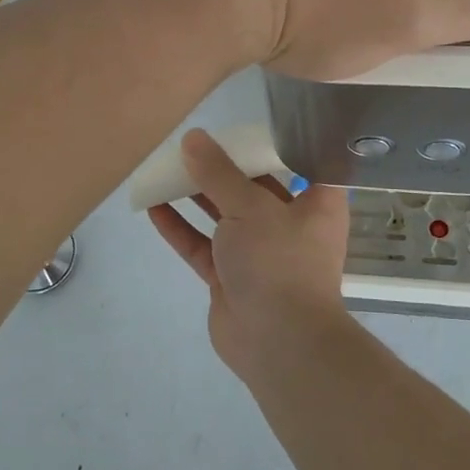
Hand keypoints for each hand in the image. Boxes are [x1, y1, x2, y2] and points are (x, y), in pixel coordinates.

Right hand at [148, 130, 350, 371]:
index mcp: (316, 204)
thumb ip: (218, 173)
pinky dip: (181, 228)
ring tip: (167, 168)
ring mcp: (259, 254)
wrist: (278, 342)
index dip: (278, 145)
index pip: (302, 165)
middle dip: (225, 169)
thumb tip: (192, 138)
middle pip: (256, 188)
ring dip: (197, 196)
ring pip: (225, 217)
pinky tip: (154, 207)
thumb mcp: (250, 206)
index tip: (249, 127)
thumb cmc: (279, 261)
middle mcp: (291, 225)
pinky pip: (203, 246)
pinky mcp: (230, 278)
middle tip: (195, 143)